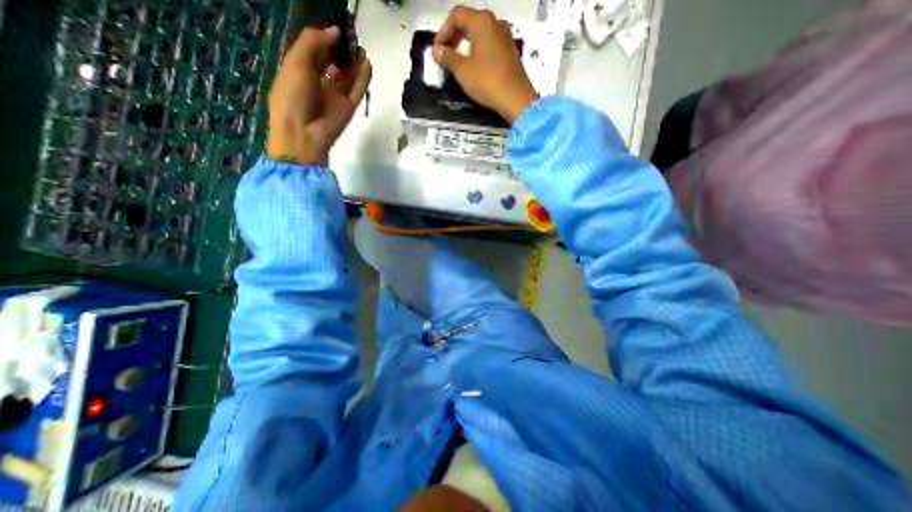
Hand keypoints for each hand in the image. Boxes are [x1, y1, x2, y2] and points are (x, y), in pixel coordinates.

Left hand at [266, 26, 372, 165]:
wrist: (304, 134)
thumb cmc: (292, 97)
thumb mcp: (295, 63)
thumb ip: (313, 43)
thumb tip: (335, 31)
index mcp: (299, 72)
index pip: (314, 52)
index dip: (324, 40)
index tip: (337, 29)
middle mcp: (318, 83)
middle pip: (333, 64)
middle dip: (341, 51)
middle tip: (351, 37)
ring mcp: (335, 97)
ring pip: (347, 77)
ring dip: (354, 63)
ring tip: (361, 48)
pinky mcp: (349, 108)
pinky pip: (357, 90)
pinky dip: (363, 78)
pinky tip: (367, 64)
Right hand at [432, 8, 535, 123]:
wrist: (515, 99)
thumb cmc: (488, 82)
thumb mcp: (462, 70)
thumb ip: (447, 57)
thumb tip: (438, 51)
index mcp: (482, 22)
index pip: (456, 16)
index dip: (443, 32)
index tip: (438, 50)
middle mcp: (495, 24)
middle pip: (469, 22)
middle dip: (454, 37)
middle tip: (445, 55)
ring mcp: (505, 37)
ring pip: (480, 34)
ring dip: (466, 45)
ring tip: (458, 63)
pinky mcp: (510, 52)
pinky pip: (489, 45)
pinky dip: (478, 52)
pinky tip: (474, 68)